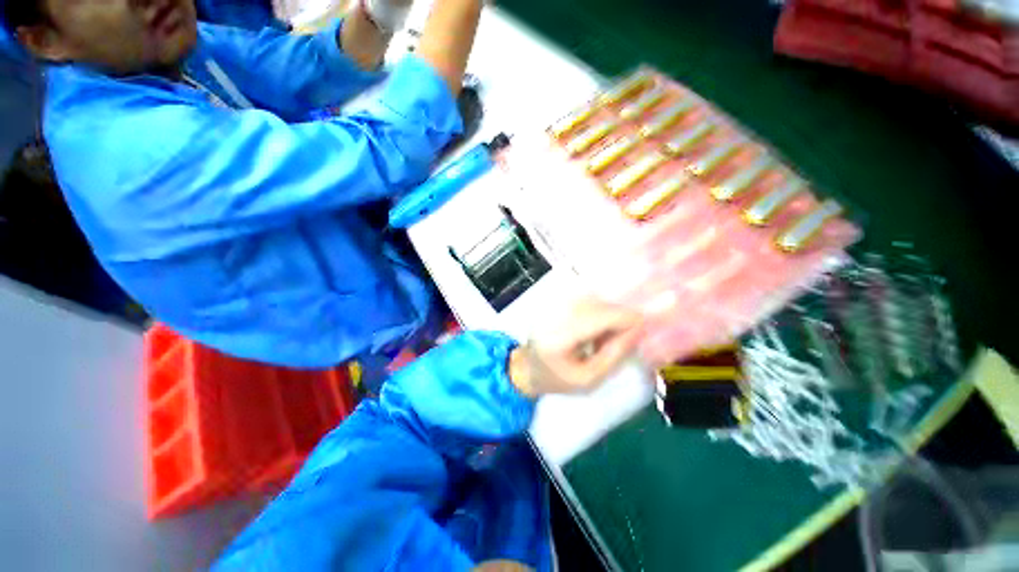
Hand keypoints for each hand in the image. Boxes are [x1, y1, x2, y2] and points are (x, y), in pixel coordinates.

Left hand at [509, 298, 643, 396]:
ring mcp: (552, 305)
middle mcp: (554, 314)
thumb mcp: (589, 379)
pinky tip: (594, 329)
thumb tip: (638, 330)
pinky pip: (584, 299)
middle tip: (625, 336)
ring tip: (604, 337)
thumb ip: (614, 355)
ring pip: (592, 298)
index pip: (597, 317)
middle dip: (618, 316)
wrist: (527, 367)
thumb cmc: (557, 379)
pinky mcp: (554, 302)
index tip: (645, 326)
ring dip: (607, 313)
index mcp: (558, 337)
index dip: (624, 318)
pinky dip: (597, 311)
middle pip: (596, 304)